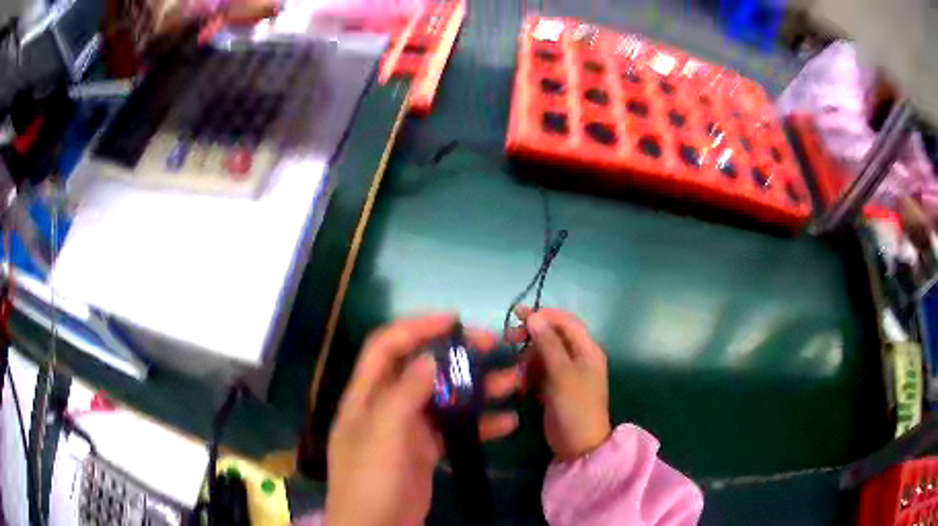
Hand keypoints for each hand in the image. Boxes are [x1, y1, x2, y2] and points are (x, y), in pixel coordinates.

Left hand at [326, 314, 520, 525]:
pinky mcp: (427, 450)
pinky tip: (508, 422)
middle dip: (455, 353)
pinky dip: (480, 423)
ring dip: (477, 387)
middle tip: (492, 345)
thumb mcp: (382, 435)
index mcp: (366, 395)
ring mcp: (409, 429)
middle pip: (421, 368)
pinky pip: (455, 429)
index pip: (386, 346)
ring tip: (514, 380)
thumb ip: (404, 395)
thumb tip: (428, 359)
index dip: (416, 327)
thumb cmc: (371, 480)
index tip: (453, 320)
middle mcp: (387, 405)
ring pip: (444, 397)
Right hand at [516, 307, 610, 460]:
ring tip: (516, 367)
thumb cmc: (576, 406)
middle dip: (533, 335)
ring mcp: (566, 374)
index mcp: (587, 350)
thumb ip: (548, 344)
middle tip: (509, 337)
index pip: (566, 322)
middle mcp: (578, 358)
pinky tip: (520, 381)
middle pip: (554, 336)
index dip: (544, 315)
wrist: (578, 445)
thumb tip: (534, 316)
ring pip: (544, 354)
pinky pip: (540, 372)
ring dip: (529, 356)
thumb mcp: (562, 373)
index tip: (518, 314)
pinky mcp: (555, 388)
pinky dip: (529, 373)